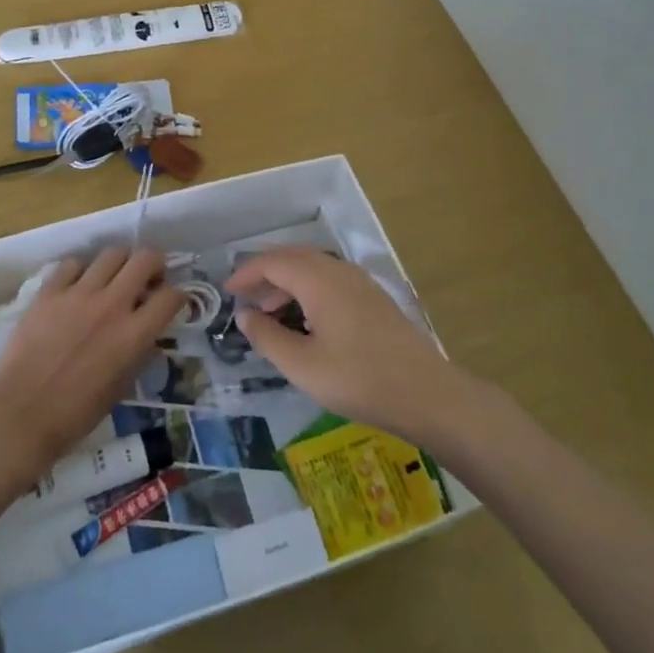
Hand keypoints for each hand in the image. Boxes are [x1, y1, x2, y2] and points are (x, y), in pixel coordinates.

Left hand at [0, 247, 182, 486]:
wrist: (19, 415)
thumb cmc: (74, 415)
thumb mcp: (119, 390)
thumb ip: (138, 355)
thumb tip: (147, 336)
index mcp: (133, 335)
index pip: (171, 297)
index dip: (178, 296)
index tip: (172, 302)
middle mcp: (111, 305)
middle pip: (145, 259)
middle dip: (155, 264)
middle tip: (148, 279)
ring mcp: (78, 294)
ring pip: (111, 254)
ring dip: (120, 263)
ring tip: (113, 278)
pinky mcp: (49, 292)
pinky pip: (72, 264)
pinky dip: (82, 271)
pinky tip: (78, 286)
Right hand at [229, 248, 470, 447]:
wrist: (427, 394)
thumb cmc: (358, 379)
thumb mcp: (302, 365)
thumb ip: (267, 337)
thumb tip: (245, 315)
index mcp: (319, 279)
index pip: (272, 262)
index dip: (246, 273)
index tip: (227, 292)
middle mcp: (338, 270)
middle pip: (293, 258)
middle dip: (265, 275)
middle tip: (244, 300)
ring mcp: (359, 282)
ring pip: (313, 269)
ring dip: (286, 283)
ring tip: (270, 313)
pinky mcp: (372, 298)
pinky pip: (329, 280)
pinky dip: (307, 290)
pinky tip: (305, 320)